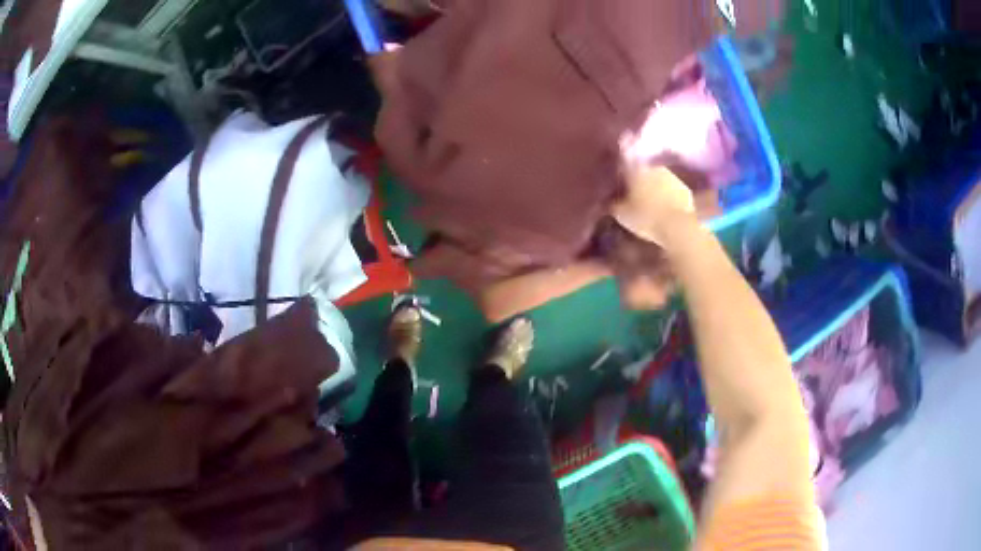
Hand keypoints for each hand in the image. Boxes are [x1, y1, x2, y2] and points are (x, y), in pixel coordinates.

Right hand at [612, 162, 696, 246]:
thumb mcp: (621, 214)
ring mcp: (672, 176)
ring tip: (649, 201)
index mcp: (635, 168)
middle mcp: (653, 167)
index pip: (623, 165)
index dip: (619, 174)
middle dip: (638, 180)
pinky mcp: (685, 189)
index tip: (615, 182)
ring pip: (658, 179)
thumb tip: (607, 199)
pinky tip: (664, 207)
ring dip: (653, 187)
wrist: (678, 226)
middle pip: (643, 171)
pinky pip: (672, 190)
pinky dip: (667, 196)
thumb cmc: (645, 217)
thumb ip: (612, 203)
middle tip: (632, 193)